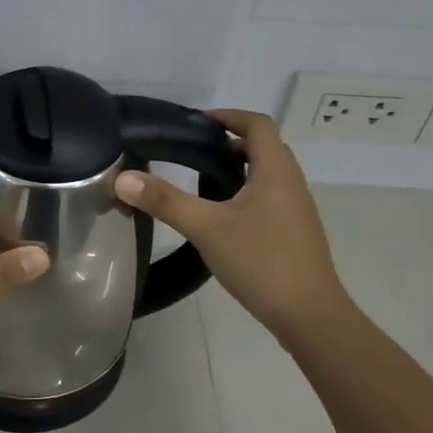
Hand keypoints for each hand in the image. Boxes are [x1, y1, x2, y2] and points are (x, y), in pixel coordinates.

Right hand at [114, 109, 351, 341]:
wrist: (310, 316)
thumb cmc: (262, 261)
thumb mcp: (206, 228)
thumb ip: (165, 201)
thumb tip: (123, 178)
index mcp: (276, 171)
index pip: (257, 124)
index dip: (229, 116)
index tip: (198, 122)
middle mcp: (291, 183)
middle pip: (264, 147)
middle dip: (229, 143)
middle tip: (192, 152)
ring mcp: (297, 210)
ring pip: (267, 175)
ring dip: (238, 169)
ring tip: (201, 183)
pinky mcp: (295, 233)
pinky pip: (270, 198)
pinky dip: (246, 193)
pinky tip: (222, 218)